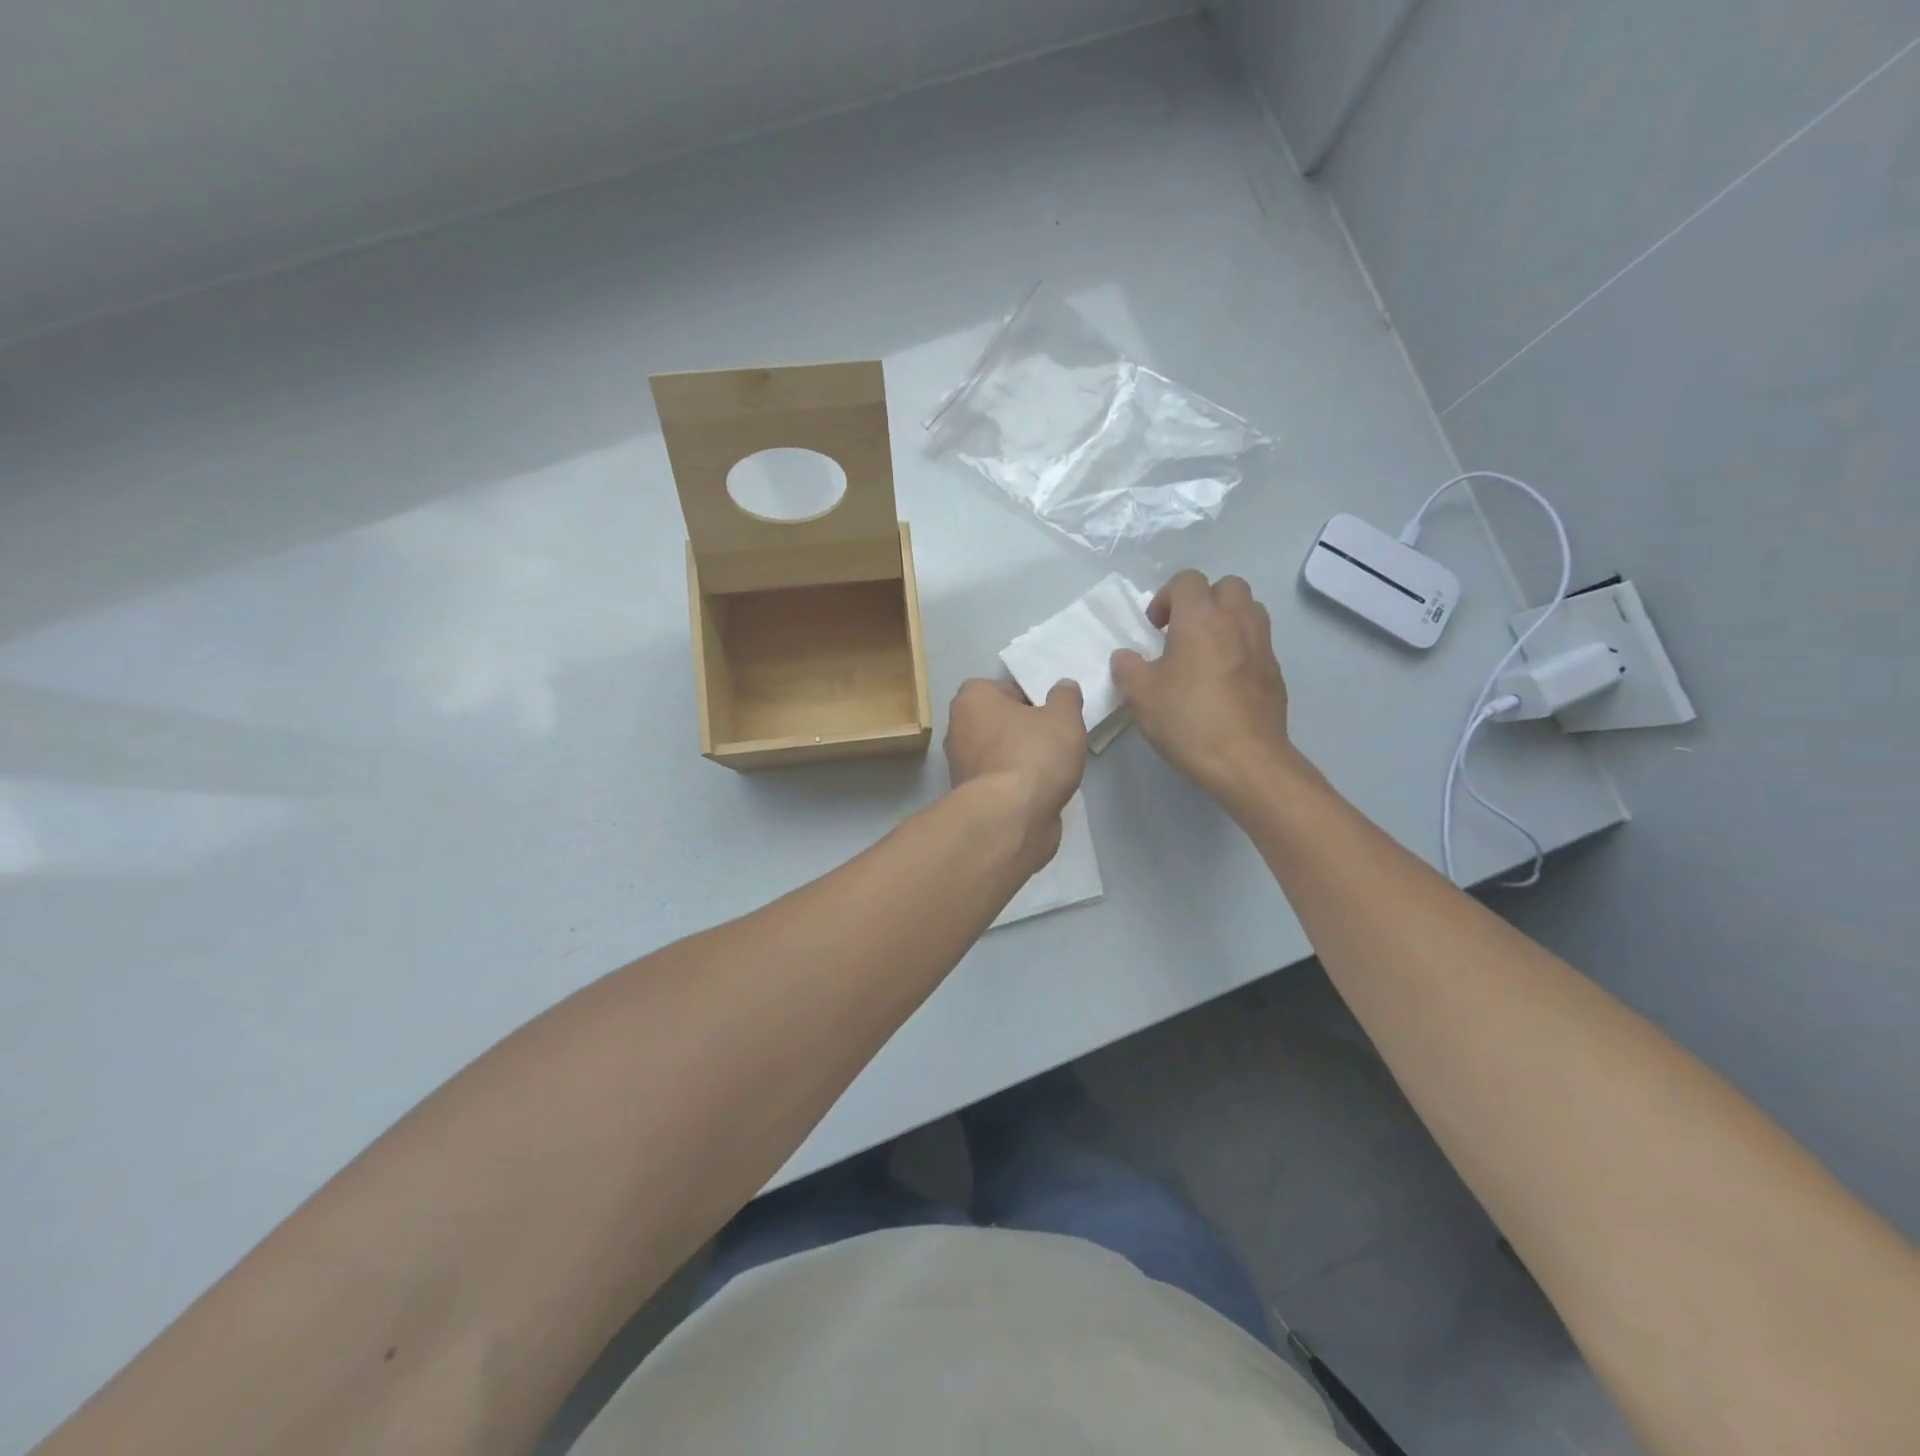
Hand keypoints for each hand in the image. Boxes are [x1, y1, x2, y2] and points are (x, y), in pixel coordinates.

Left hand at [944, 678, 1087, 869]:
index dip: (1032, 700)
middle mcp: (958, 728)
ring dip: (1021, 759)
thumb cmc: (1034, 754)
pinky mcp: (969, 796)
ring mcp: (959, 765)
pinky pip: (999, 780)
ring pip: (999, 753)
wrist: (1010, 817)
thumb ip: (1065, 697)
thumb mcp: (1064, 717)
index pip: (1005, 689)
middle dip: (1024, 730)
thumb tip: (1063, 687)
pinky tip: (1038, 792)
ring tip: (1051, 769)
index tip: (1053, 717)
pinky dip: (1015, 784)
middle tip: (1055, 741)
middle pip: (1000, 722)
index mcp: (972, 698)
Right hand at [1111, 570, 1305, 802]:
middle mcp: (1236, 620)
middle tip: (1184, 633)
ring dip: (1227, 620)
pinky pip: (1258, 643)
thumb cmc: (1188, 721)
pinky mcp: (1276, 672)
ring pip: (1249, 610)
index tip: (1156, 628)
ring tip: (1206, 652)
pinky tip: (1224, 682)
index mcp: (1201, 618)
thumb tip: (1126, 657)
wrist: (1246, 760)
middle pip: (1227, 586)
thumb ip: (1127, 668)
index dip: (1167, 597)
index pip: (1187, 580)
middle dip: (1204, 601)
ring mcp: (1262, 645)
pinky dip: (1241, 648)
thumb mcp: (1140, 696)